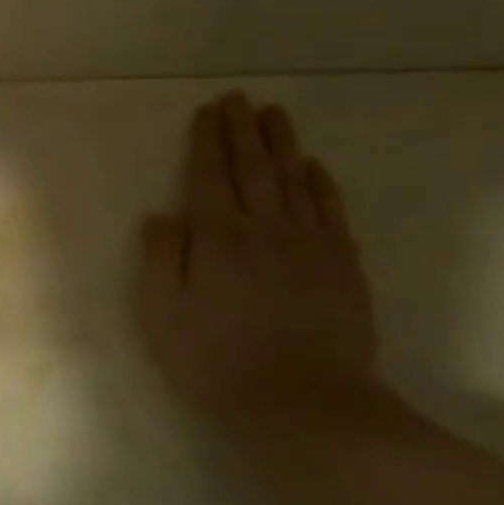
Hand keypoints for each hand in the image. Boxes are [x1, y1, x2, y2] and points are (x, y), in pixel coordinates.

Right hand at [137, 93, 376, 424]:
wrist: (305, 406)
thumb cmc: (217, 362)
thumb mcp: (163, 314)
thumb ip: (162, 258)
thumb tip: (160, 214)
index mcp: (217, 238)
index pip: (209, 176)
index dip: (208, 141)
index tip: (208, 111)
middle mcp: (264, 229)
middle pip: (252, 168)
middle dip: (243, 130)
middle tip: (239, 98)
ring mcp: (310, 245)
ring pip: (294, 181)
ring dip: (282, 144)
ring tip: (275, 114)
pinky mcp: (343, 266)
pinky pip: (331, 211)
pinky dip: (321, 184)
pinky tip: (314, 168)